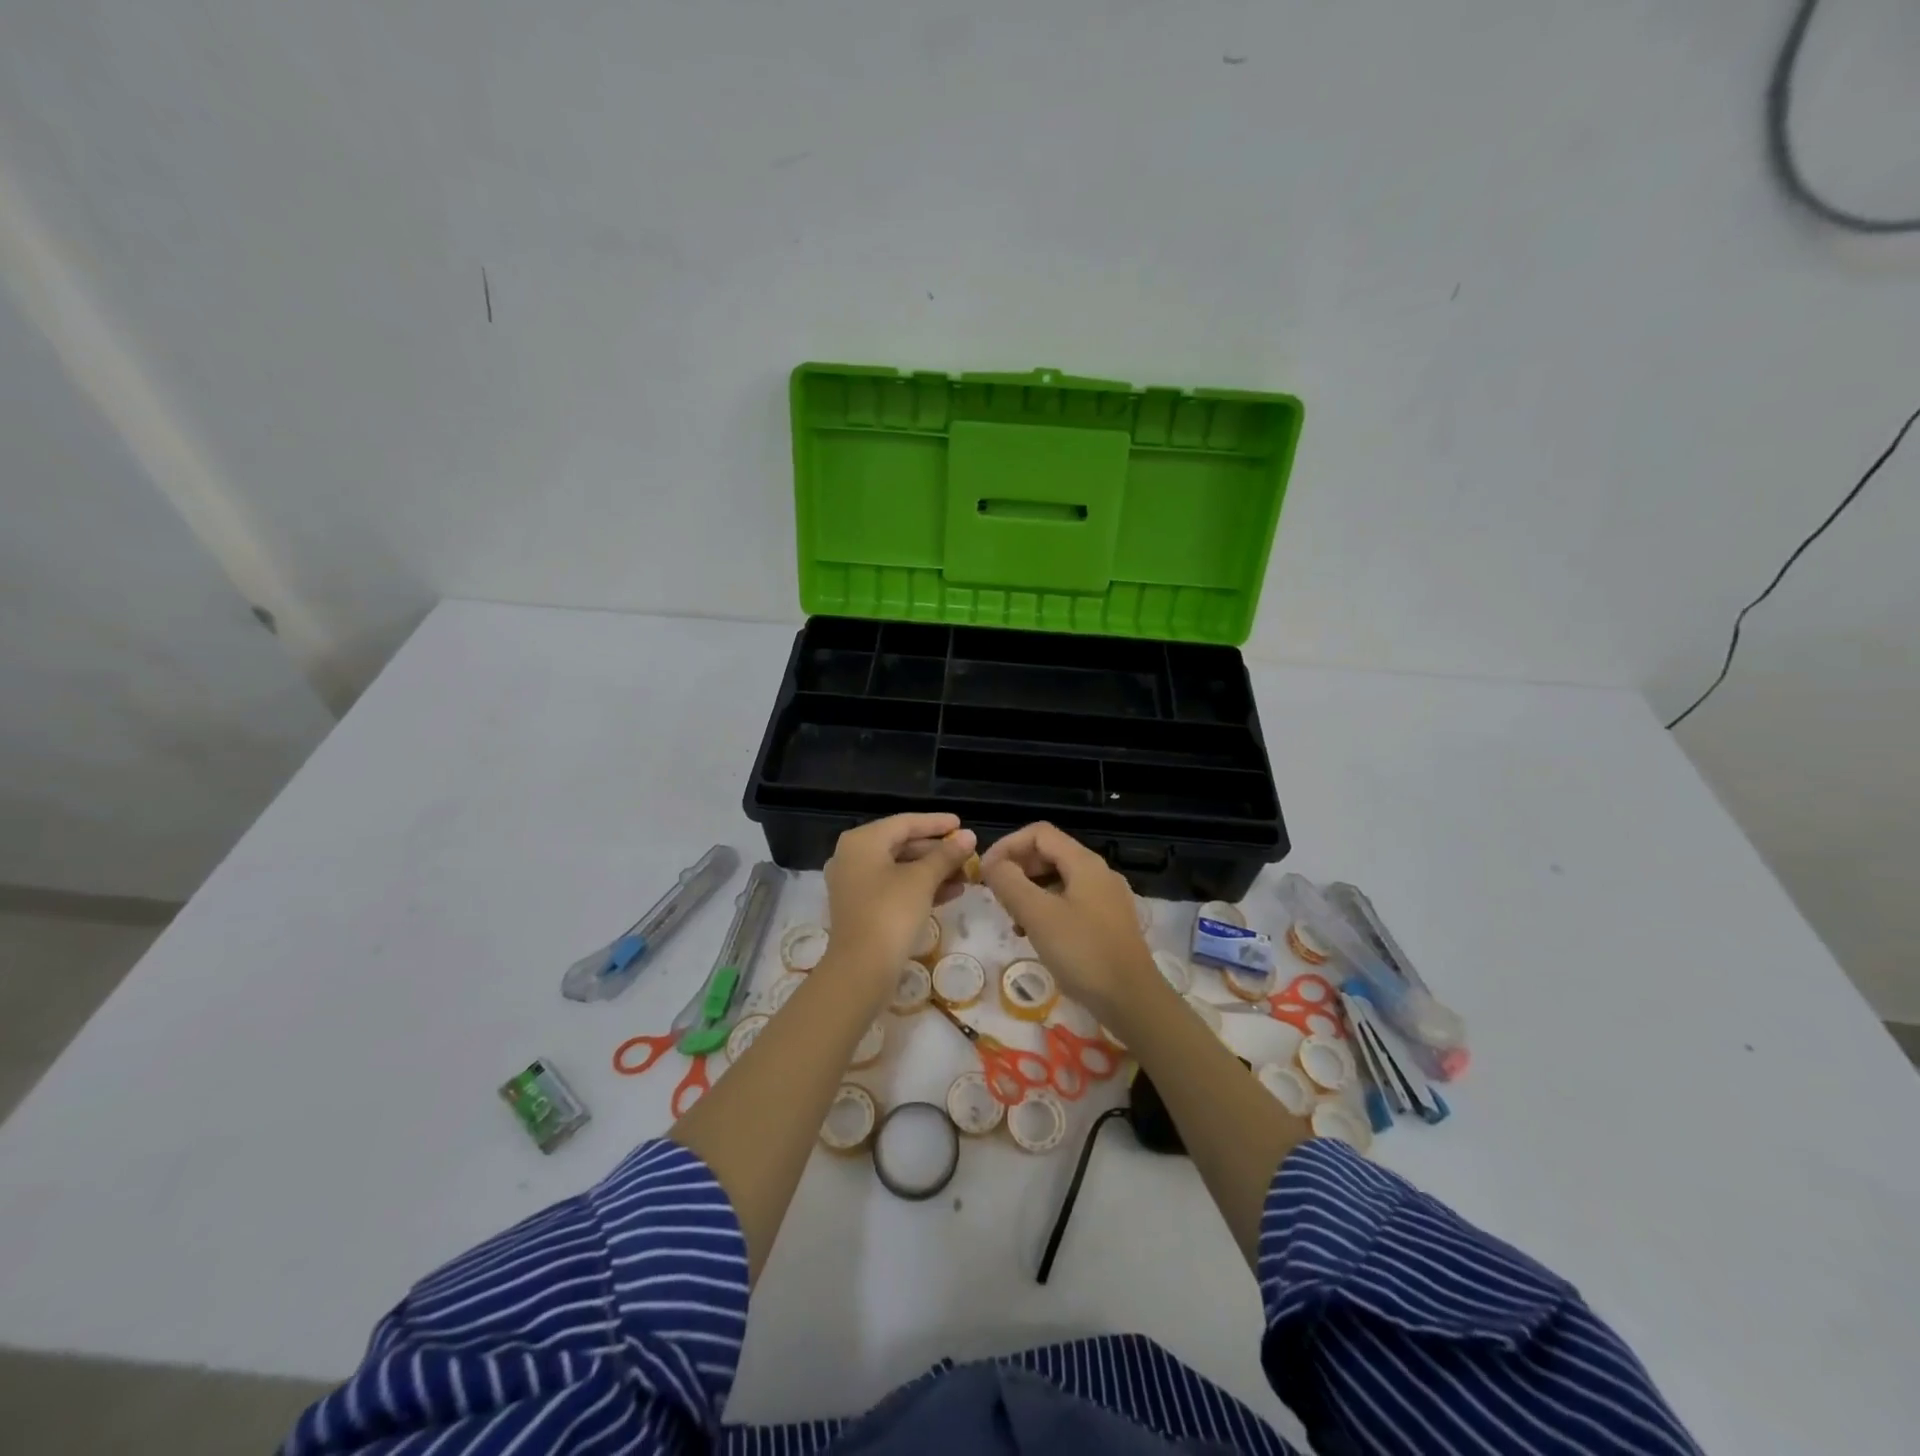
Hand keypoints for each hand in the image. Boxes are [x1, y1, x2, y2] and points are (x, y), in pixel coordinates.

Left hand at [821, 813, 975, 1002]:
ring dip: (934, 871)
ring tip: (966, 876)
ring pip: (900, 868)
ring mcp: (854, 884)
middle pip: (902, 845)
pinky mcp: (861, 908)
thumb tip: (969, 836)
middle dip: (938, 851)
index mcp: (862, 841)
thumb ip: (946, 855)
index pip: (905, 823)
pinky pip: (894, 887)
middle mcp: (853, 856)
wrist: (861, 969)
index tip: (962, 824)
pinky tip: (951, 893)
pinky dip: (920, 887)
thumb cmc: (891, 913)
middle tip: (968, 854)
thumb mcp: (923, 880)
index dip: (936, 823)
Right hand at [978, 822, 1158, 1024]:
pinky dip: (1047, 909)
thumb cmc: (1083, 952)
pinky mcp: (1109, 923)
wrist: (1133, 1000)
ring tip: (1013, 919)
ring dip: (1030, 891)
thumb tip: (991, 863)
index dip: (1007, 845)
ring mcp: (1107, 898)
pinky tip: (1036, 936)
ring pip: (1058, 880)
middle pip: (1049, 854)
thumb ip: (1009, 882)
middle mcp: (1099, 873)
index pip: (1039, 833)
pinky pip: (1070, 902)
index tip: (985, 871)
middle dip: (1018, 868)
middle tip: (995, 895)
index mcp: (1084, 863)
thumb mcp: (1038, 915)